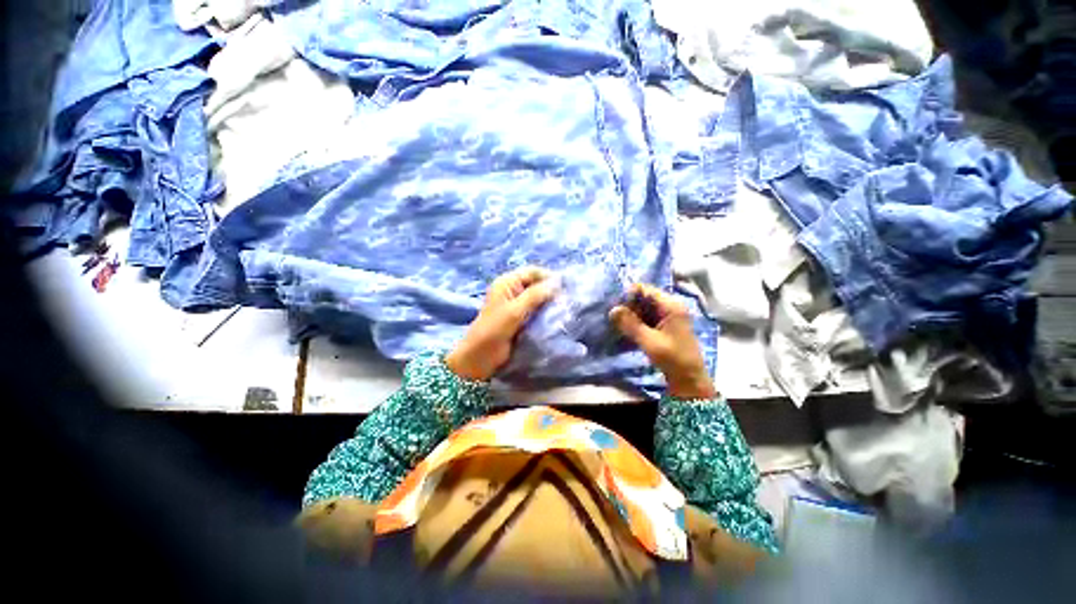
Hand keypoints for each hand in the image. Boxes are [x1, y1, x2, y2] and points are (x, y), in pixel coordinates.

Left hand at [446, 267, 557, 380]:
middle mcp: (512, 290)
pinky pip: (535, 310)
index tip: (565, 287)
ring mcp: (516, 304)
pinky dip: (545, 312)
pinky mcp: (519, 318)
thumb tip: (557, 283)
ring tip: (563, 309)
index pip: (532, 272)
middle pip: (535, 284)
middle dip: (550, 290)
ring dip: (549, 302)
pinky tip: (554, 317)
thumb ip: (535, 295)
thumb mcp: (515, 310)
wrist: (480, 355)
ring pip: (537, 298)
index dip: (548, 277)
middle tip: (565, 300)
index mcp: (507, 282)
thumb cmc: (494, 329)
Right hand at [609, 284, 716, 398]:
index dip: (629, 295)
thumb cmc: (672, 359)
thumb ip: (630, 324)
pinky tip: (625, 331)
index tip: (616, 308)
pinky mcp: (663, 327)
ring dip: (630, 315)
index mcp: (671, 306)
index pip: (645, 289)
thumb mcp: (649, 341)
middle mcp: (669, 307)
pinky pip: (645, 318)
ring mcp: (667, 317)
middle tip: (614, 319)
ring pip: (643, 309)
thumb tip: (612, 310)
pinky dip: (635, 323)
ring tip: (617, 325)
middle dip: (628, 306)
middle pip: (643, 298)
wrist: (689, 380)